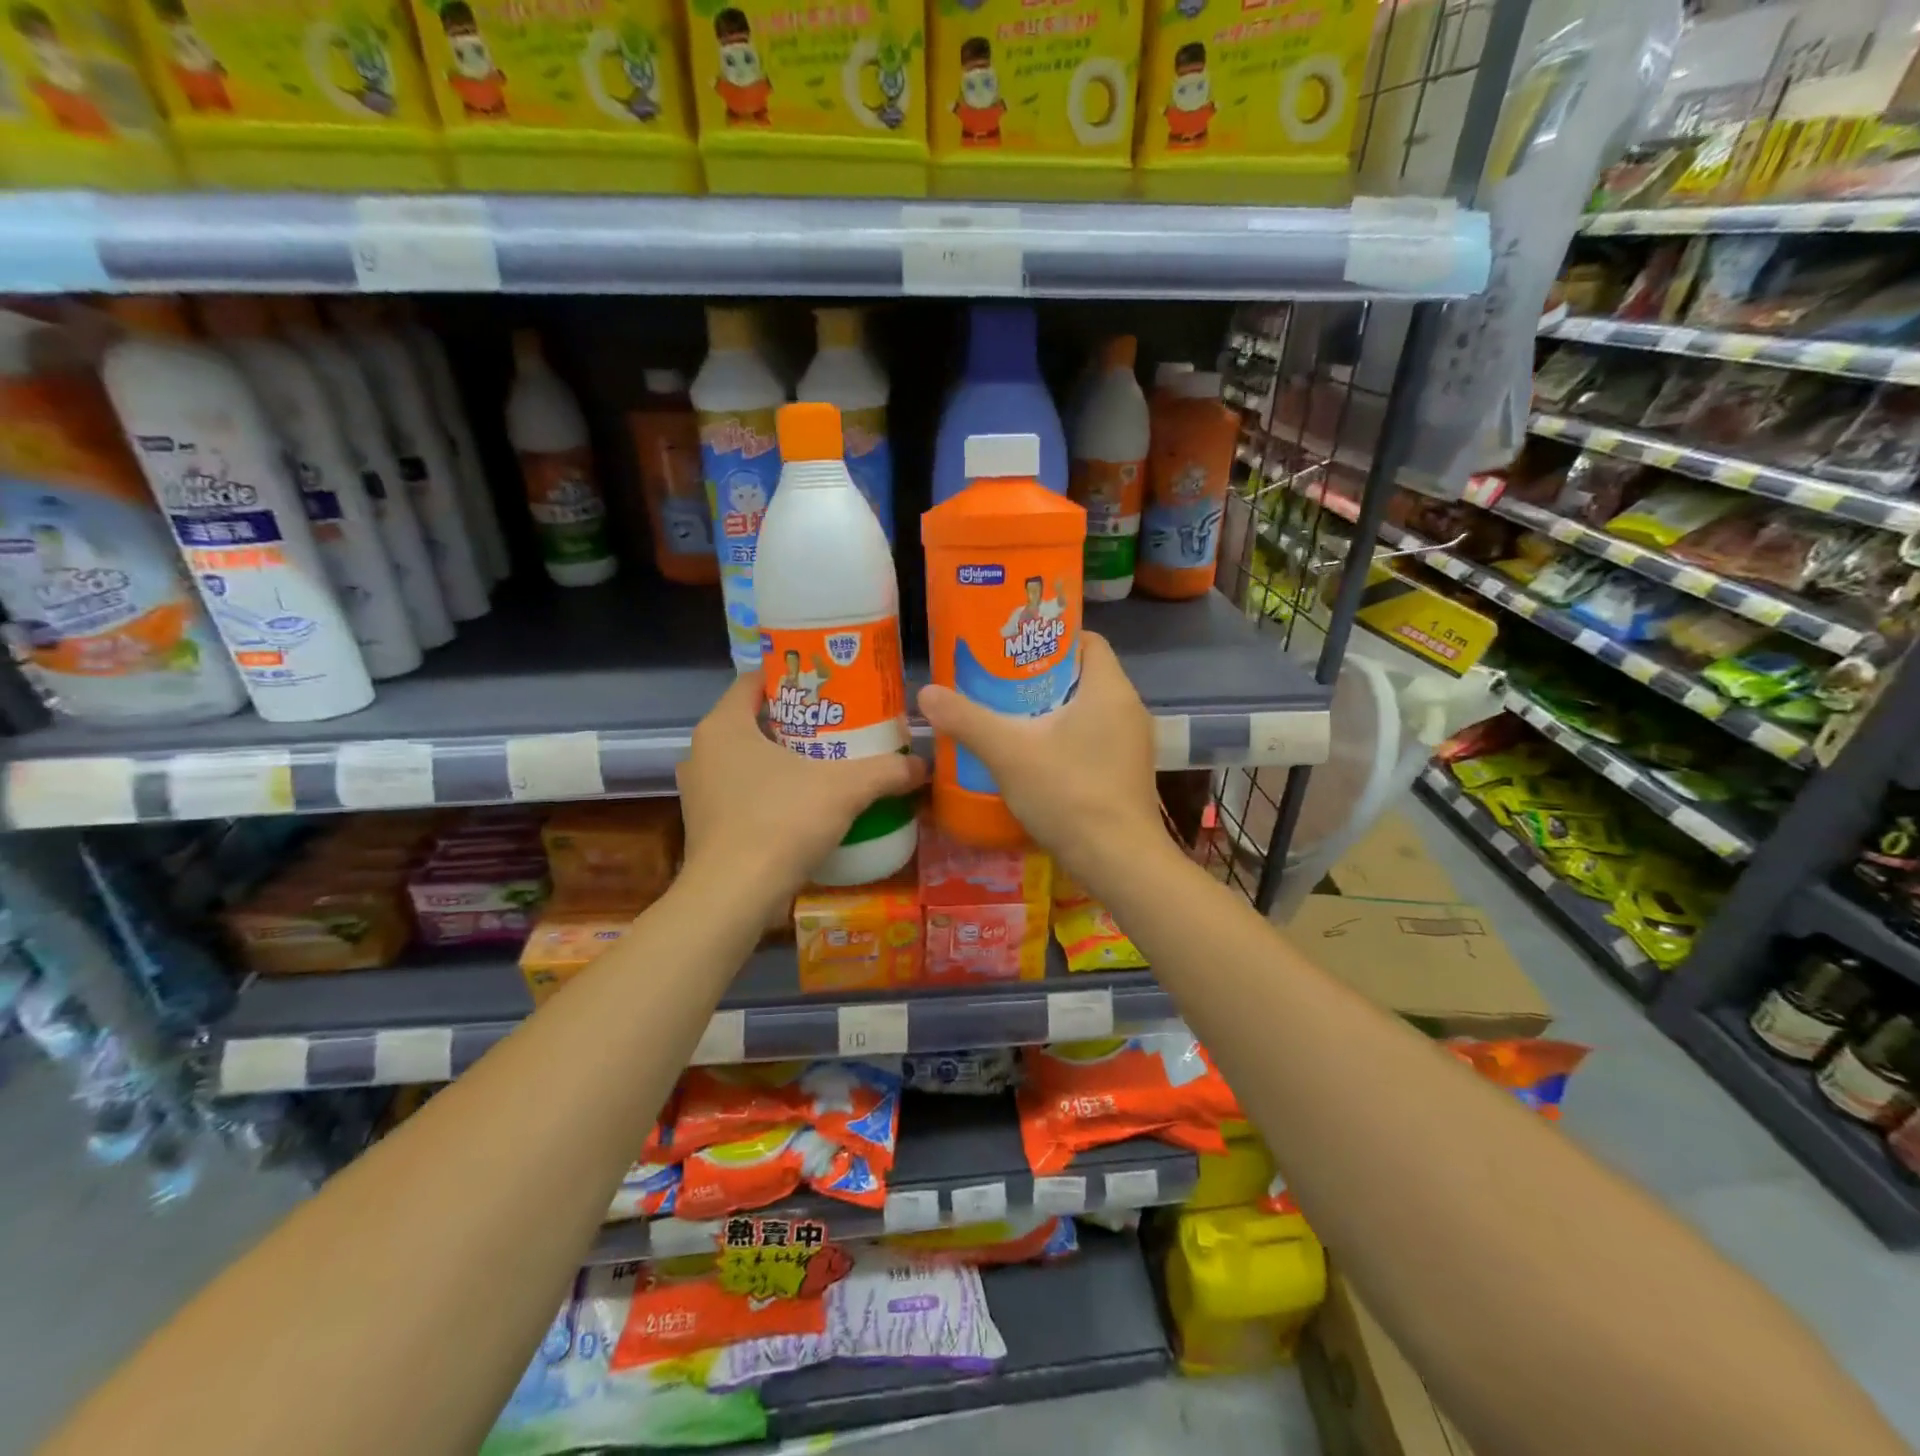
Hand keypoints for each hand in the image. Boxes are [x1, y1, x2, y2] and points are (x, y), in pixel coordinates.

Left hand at [677, 675, 925, 895]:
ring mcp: (699, 791)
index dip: (790, 677)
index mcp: (724, 726)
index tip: (826, 685)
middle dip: (795, 722)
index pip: (753, 681)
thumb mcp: (845, 789)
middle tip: (837, 725)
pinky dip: (770, 792)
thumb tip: (923, 765)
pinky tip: (804, 805)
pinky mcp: (706, 826)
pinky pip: (742, 793)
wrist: (734, 897)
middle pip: (753, 721)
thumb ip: (886, 771)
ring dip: (782, 759)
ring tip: (826, 763)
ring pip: (746, 760)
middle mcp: (702, 752)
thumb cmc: (781, 821)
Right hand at [916, 632, 1163, 882]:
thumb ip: (966, 719)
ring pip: (1087, 712)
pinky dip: (1064, 741)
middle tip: (998, 684)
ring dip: (1050, 712)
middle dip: (1040, 678)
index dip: (1050, 638)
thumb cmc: (1069, 793)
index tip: (1013, 649)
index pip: (1086, 641)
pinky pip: (1093, 740)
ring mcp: (1132, 745)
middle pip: (1082, 676)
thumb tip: (926, 693)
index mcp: (1109, 689)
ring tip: (1008, 719)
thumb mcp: (1008, 752)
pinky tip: (1032, 759)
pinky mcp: (1127, 774)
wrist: (1118, 862)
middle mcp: (1129, 709)